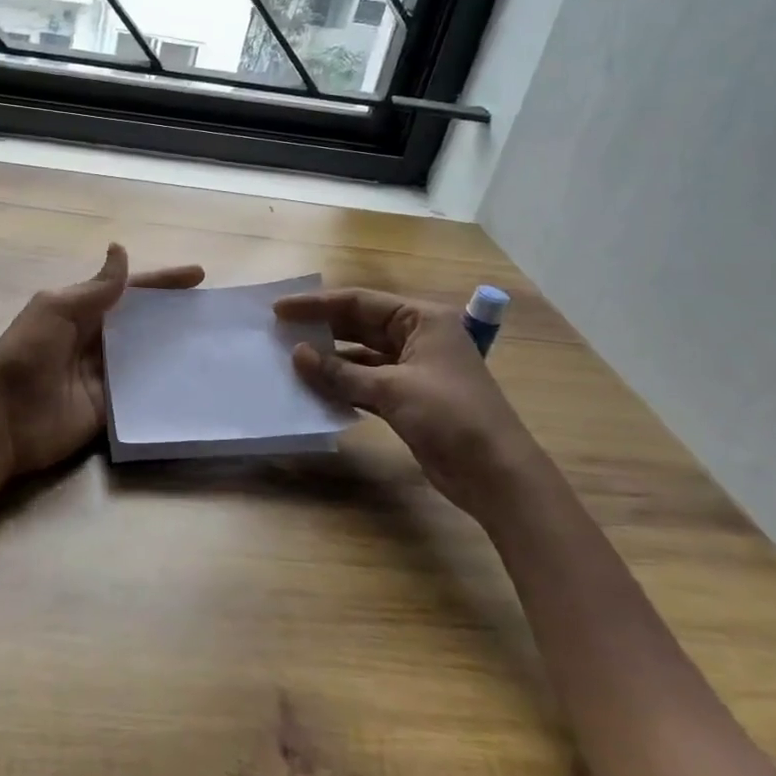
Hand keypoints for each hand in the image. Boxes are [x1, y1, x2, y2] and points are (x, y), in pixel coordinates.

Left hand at [0, 244, 203, 483]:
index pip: (130, 290)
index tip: (199, 275)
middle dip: (175, 314)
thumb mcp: (56, 310)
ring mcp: (104, 376)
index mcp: (82, 311)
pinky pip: (141, 394)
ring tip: (216, 344)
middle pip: (143, 323)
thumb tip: (121, 249)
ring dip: (176, 349)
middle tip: (215, 312)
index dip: (163, 282)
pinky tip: (196, 383)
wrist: (3, 419)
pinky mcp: (109, 409)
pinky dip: (165, 387)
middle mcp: (96, 340)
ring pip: (147, 357)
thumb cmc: (27, 354)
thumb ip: (95, 288)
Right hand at [274, 287, 541, 519]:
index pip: (360, 302)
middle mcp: (417, 337)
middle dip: (322, 329)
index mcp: (421, 319)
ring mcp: (413, 369)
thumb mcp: (392, 389)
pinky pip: (366, 382)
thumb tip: (296, 353)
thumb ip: (340, 371)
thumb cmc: (450, 416)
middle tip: (279, 332)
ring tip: (290, 360)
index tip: (279, 309)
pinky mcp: (408, 399)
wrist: (496, 474)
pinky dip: (343, 384)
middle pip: (359, 325)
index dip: (317, 304)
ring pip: (361, 356)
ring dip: (329, 359)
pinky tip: (314, 388)